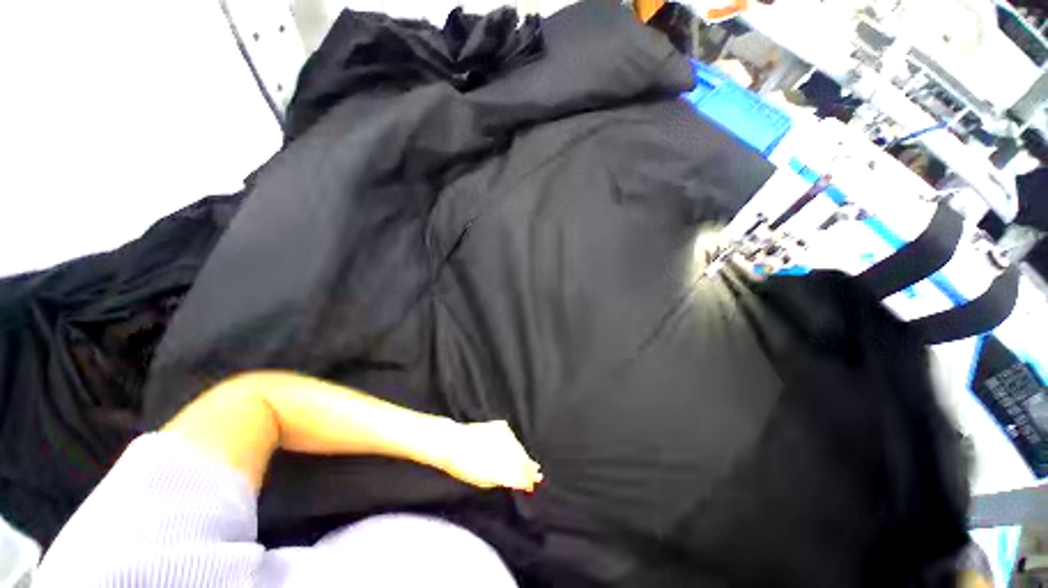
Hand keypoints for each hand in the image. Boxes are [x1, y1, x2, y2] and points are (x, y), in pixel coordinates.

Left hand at [436, 421, 542, 491]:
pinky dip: (515, 444)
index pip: (520, 475)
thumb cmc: (463, 466)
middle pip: (522, 461)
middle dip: (530, 468)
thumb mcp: (482, 480)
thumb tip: (516, 482)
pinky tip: (517, 449)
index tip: (533, 484)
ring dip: (524, 456)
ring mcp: (504, 436)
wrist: (453, 442)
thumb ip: (501, 480)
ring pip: (519, 448)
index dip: (527, 480)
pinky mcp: (501, 426)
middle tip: (538, 474)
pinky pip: (512, 438)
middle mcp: (505, 451)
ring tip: (531, 464)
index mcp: (500, 468)